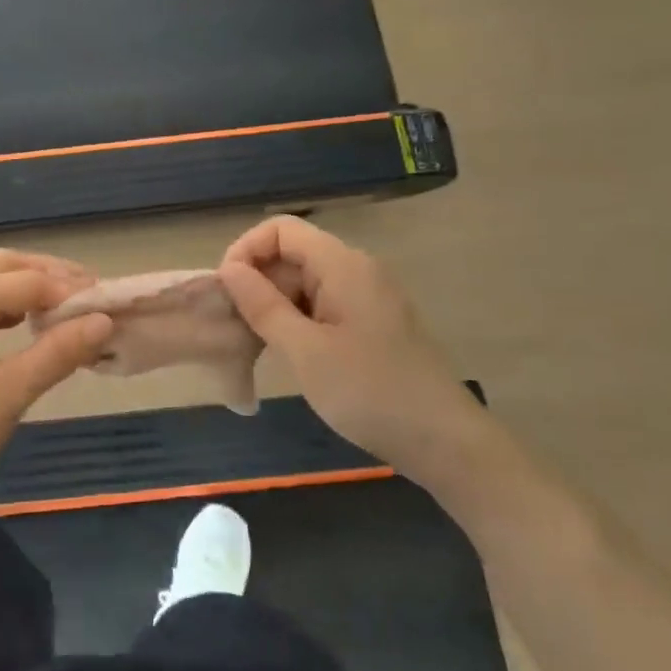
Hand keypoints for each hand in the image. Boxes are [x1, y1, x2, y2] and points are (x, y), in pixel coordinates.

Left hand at [0, 249, 113, 520]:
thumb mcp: (8, 396)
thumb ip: (58, 353)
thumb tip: (105, 321)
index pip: (26, 281)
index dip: (71, 292)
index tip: (109, 310)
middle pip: (4, 265)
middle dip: (51, 276)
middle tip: (91, 299)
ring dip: (28, 287)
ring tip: (66, 311)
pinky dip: (5, 305)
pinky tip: (25, 326)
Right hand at [218, 216, 487, 476]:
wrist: (444, 442)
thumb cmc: (370, 392)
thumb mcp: (305, 351)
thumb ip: (263, 306)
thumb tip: (228, 270)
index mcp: (342, 265)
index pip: (280, 229)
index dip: (246, 251)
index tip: (226, 292)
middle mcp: (355, 270)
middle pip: (291, 254)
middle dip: (256, 282)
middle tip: (233, 327)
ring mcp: (366, 297)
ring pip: (304, 283)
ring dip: (273, 305)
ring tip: (253, 344)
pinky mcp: (370, 323)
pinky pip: (321, 305)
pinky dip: (295, 321)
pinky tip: (285, 353)